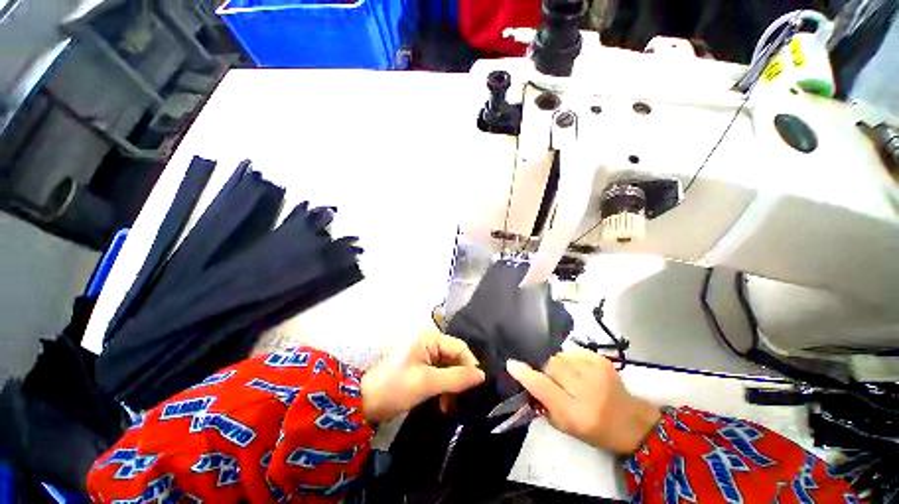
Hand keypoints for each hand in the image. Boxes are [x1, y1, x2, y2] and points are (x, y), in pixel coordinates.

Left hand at [361, 331, 485, 422]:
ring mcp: (423, 356)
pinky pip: (438, 375)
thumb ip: (456, 377)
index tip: (477, 387)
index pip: (459, 347)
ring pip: (448, 368)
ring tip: (450, 407)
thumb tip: (482, 375)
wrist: (362, 402)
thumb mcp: (427, 383)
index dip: (470, 365)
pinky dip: (443, 389)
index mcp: (429, 339)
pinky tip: (442, 405)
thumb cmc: (394, 387)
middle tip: (463, 400)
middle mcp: (428, 343)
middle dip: (460, 379)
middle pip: (454, 358)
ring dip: (451, 387)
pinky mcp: (419, 368)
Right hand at [506, 348, 660, 453]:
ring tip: (566, 374)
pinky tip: (577, 368)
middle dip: (545, 367)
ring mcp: (595, 371)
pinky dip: (569, 358)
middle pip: (551, 364)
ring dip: (557, 362)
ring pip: (560, 355)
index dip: (524, 374)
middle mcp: (585, 389)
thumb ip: (544, 404)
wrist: (632, 422)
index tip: (511, 363)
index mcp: (574, 412)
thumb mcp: (566, 426)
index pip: (542, 386)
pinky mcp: (601, 360)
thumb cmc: (596, 429)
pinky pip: (573, 350)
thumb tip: (527, 380)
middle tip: (549, 376)